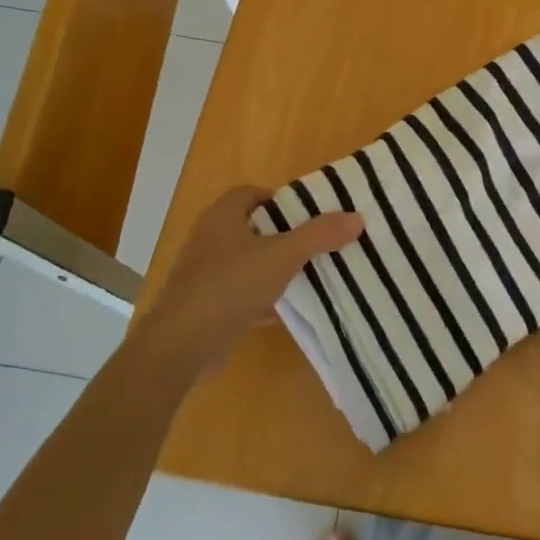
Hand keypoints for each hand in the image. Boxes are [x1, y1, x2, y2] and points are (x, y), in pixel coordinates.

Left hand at [135, 186, 361, 375]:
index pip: (249, 194)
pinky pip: (243, 297)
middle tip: (316, 241)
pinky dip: (264, 300)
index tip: (306, 212)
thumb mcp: (282, 255)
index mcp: (221, 218)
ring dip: (274, 268)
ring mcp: (206, 277)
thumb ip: (319, 236)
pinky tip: (290, 309)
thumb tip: (357, 217)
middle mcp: (210, 242)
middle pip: (251, 229)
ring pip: (248, 265)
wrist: (182, 345)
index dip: (277, 199)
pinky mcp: (208, 309)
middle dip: (282, 234)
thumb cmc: (229, 285)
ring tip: (311, 273)